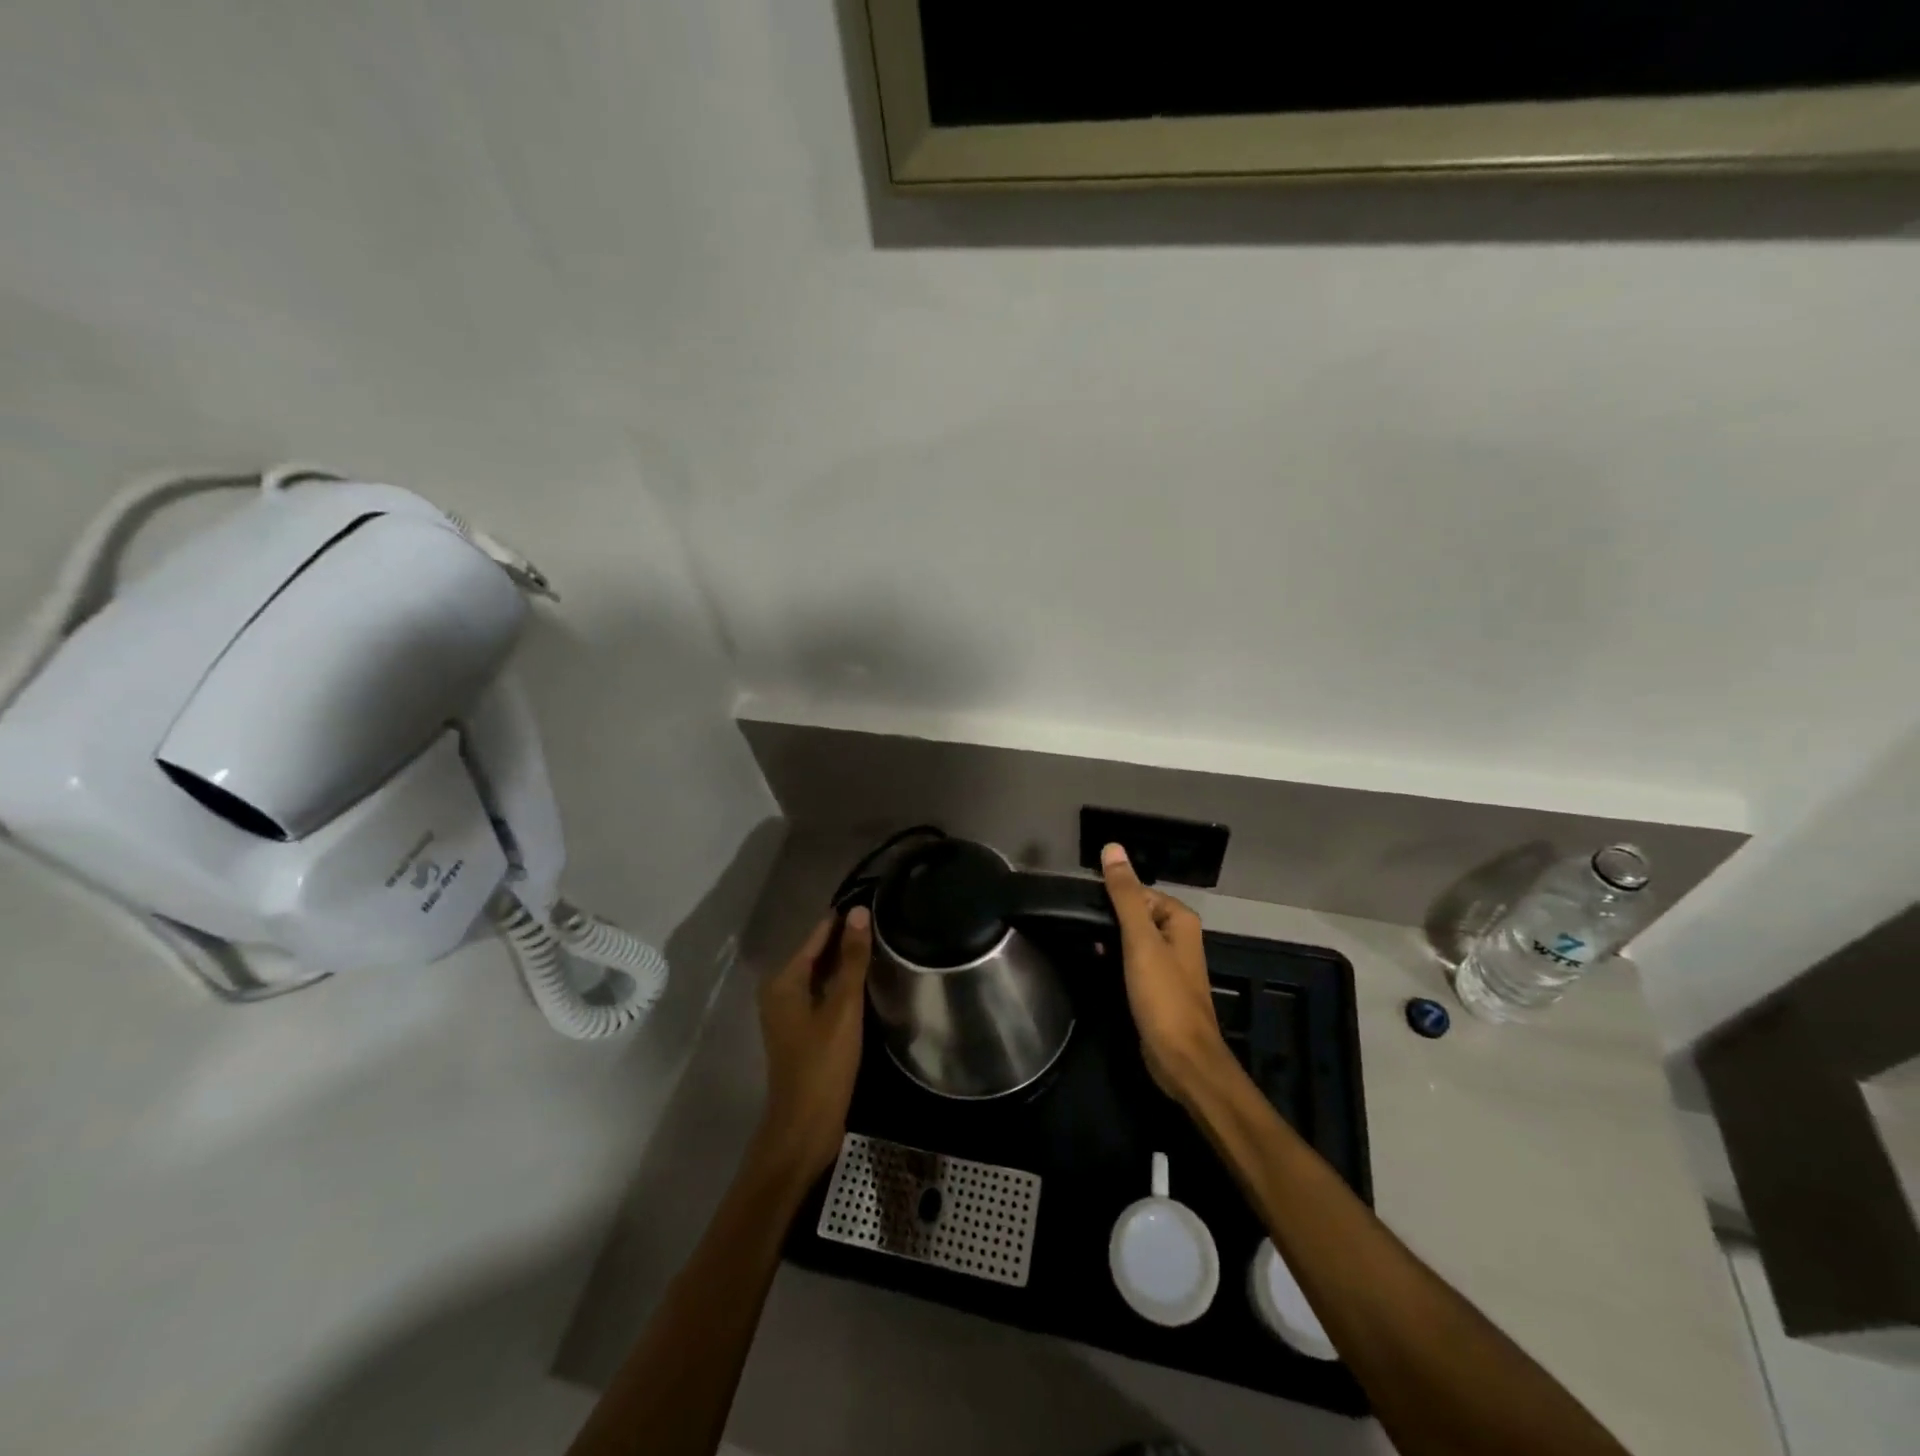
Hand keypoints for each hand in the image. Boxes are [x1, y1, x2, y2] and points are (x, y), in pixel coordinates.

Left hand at [751, 907, 871, 1186]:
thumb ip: (852, 959)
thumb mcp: (843, 1007)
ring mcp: (789, 1013)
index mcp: (784, 980)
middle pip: (818, 954)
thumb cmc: (823, 1064)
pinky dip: (842, 987)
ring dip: (847, 964)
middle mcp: (780, 990)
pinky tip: (868, 984)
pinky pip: (823, 995)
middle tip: (886, 923)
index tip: (875, 902)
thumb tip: (859, 912)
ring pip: (822, 976)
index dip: (844, 920)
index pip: (818, 935)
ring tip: (883, 947)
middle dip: (847, 940)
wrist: (805, 1127)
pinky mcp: (801, 1031)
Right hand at [1101, 843, 1237, 1103]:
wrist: (1181, 1059)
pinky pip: (1131, 961)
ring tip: (1083, 944)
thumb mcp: (1140, 940)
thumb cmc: (1163, 996)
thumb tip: (1112, 848)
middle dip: (1108, 919)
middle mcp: (1178, 936)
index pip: (1138, 891)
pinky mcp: (1157, 987)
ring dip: (1109, 940)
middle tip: (1078, 926)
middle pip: (1134, 913)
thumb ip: (1126, 895)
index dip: (1111, 897)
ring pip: (1131, 938)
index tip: (1082, 907)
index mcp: (1180, 919)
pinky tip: (1096, 964)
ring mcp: (1168, 963)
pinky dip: (1114, 959)